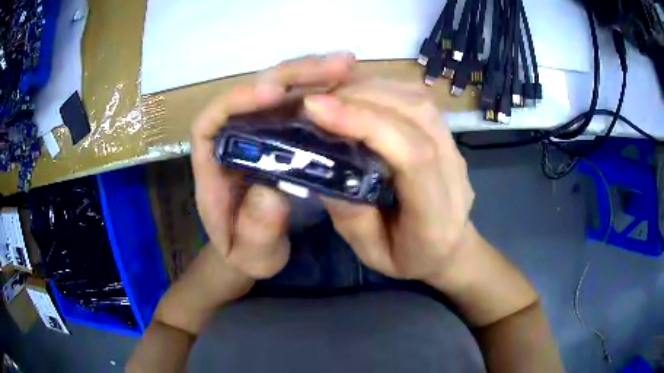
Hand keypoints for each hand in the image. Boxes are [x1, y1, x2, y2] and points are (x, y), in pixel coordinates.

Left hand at [191, 53, 355, 279]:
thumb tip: (273, 191)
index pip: (214, 118)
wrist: (252, 251)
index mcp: (211, 162)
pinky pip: (297, 105)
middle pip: (252, 93)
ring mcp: (257, 133)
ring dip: (310, 75)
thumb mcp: (250, 253)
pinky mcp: (280, 135)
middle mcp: (232, 138)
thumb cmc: (244, 252)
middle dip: (289, 76)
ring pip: (278, 92)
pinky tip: (346, 84)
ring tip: (346, 65)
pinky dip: (320, 92)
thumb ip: (255, 230)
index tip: (275, 93)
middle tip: (334, 67)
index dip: (241, 98)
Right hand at [303, 79, 474, 281]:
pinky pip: (418, 99)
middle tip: (315, 100)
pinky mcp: (447, 135)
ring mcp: (455, 148)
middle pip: (417, 115)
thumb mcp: (371, 252)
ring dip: (372, 88)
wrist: (451, 248)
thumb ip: (349, 213)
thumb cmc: (410, 258)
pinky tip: (358, 94)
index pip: (413, 155)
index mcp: (437, 215)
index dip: (367, 123)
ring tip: (332, 94)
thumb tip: (320, 162)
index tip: (318, 110)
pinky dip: (384, 88)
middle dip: (361, 98)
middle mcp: (454, 172)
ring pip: (419, 100)